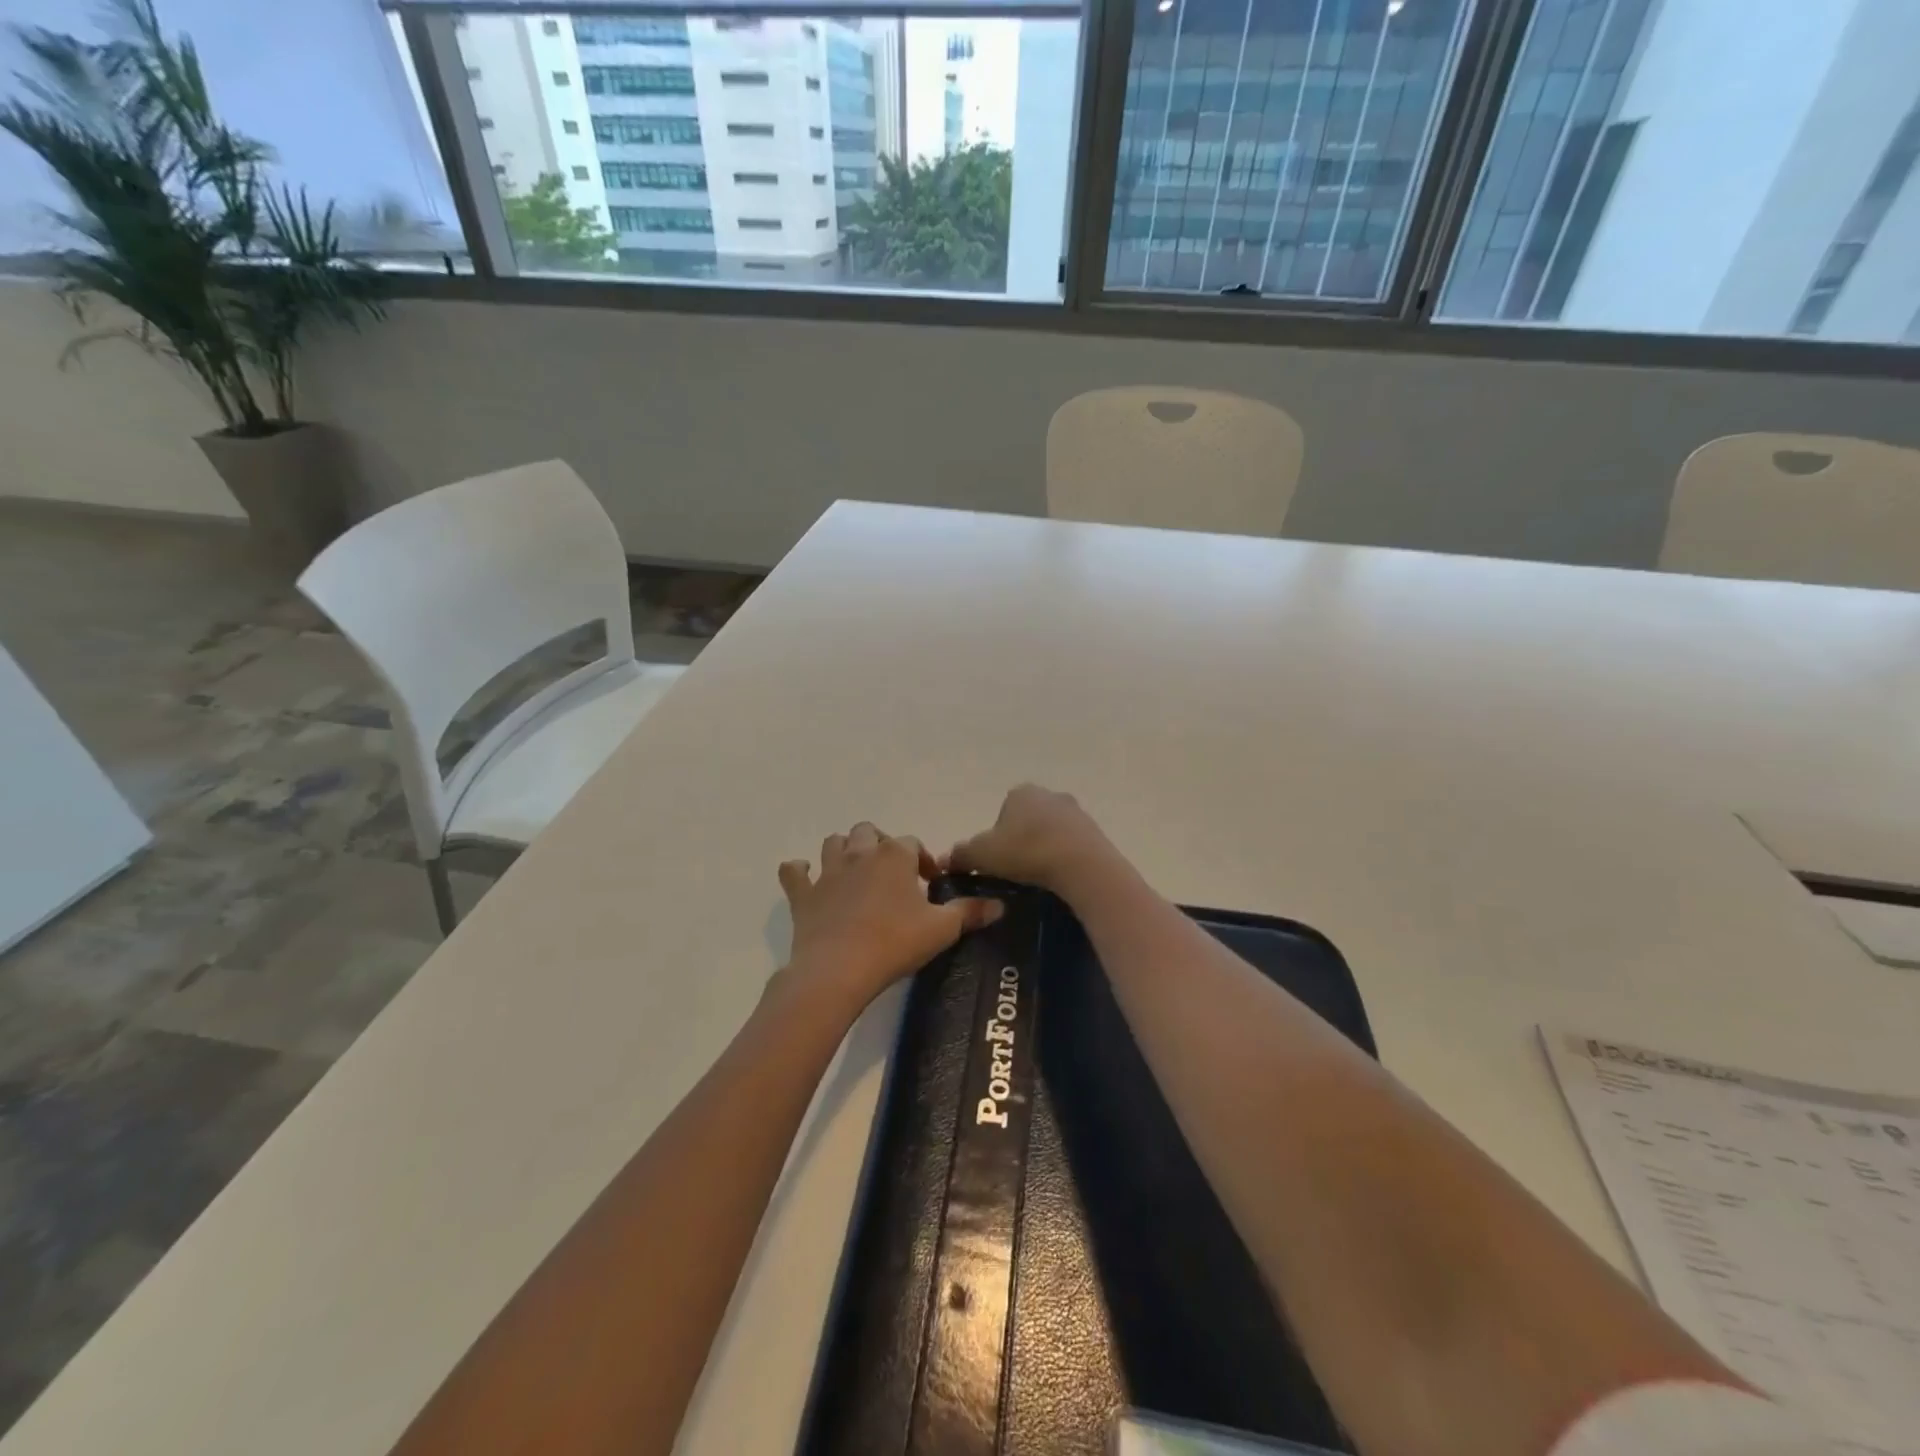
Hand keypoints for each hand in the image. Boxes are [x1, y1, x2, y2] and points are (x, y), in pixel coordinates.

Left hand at [779, 822, 1003, 1009]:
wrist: (838, 970)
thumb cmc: (894, 943)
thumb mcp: (942, 929)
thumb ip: (970, 912)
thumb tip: (1000, 905)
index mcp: (894, 856)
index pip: (912, 843)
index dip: (922, 859)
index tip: (930, 883)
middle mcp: (860, 854)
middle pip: (869, 832)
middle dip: (881, 845)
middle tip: (893, 873)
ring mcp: (828, 873)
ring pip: (833, 843)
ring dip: (845, 850)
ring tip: (856, 871)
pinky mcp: (803, 895)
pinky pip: (794, 873)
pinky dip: (799, 871)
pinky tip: (806, 877)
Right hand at [948, 784, 1115, 894]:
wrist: (1081, 865)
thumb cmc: (1026, 852)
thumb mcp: (982, 855)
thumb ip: (961, 855)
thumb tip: (944, 860)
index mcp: (1020, 793)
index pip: (1002, 812)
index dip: (996, 837)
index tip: (998, 861)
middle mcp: (1049, 794)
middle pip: (1028, 819)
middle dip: (1022, 840)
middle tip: (1017, 870)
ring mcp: (1076, 811)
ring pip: (1051, 831)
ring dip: (1045, 848)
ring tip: (1040, 876)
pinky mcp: (1095, 831)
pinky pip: (1072, 844)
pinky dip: (1064, 857)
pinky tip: (1060, 876)